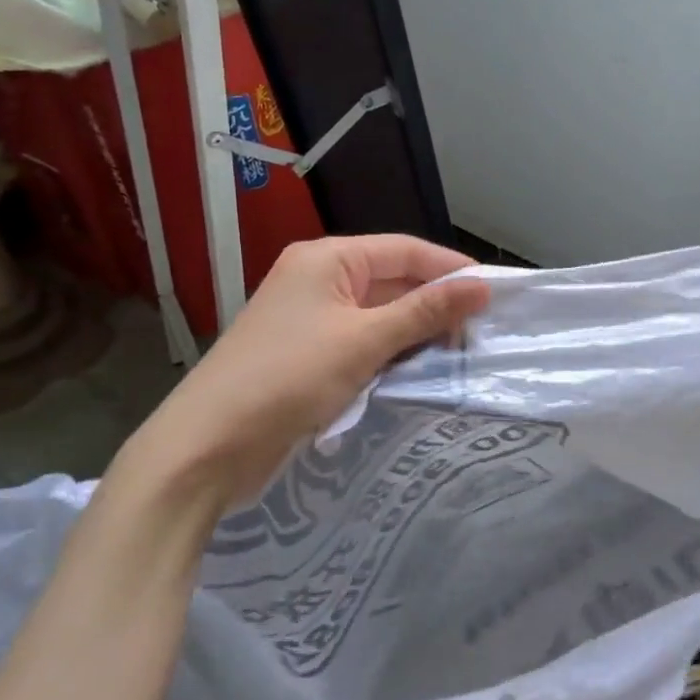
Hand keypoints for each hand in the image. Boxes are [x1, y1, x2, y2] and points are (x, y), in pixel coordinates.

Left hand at [112, 235, 490, 512]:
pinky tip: (419, 371)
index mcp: (327, 259)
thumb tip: (483, 286)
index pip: (404, 250)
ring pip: (379, 315)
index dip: (449, 268)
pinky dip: (391, 354)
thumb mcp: (365, 342)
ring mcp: (310, 319)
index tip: (493, 294)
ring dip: (415, 333)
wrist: (206, 449)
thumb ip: (426, 311)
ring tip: (458, 354)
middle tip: (479, 333)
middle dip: (434, 304)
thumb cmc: (288, 380)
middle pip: (392, 281)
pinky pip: (362, 343)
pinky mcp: (307, 355)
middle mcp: (318, 279)